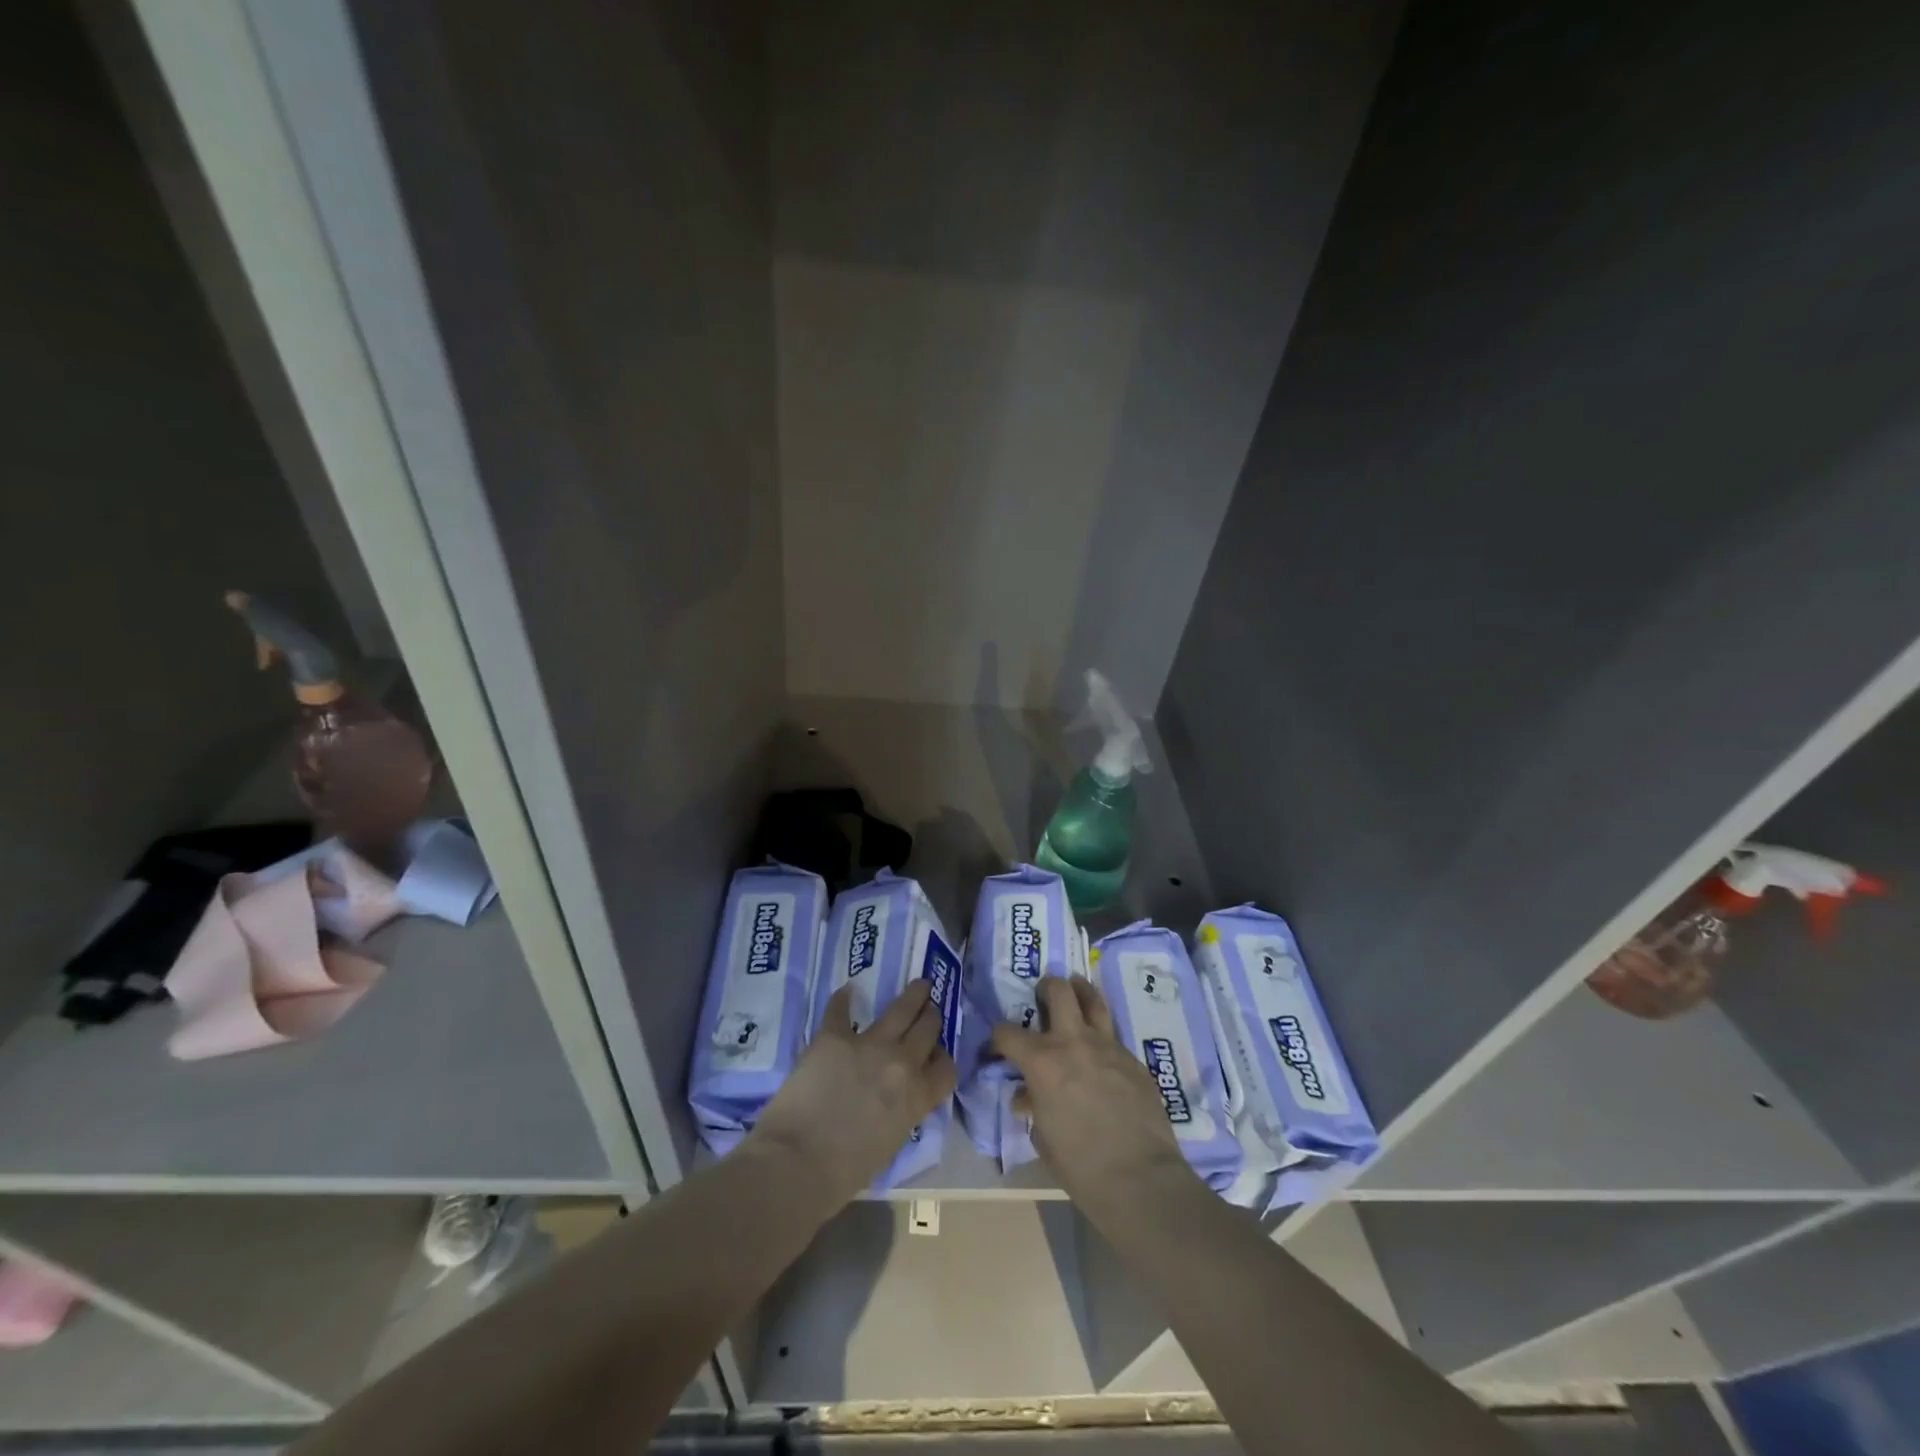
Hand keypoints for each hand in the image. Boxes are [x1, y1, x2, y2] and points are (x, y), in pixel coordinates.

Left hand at [745, 979, 955, 1212]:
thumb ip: (900, 1113)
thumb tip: (894, 1100)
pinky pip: (841, 1010)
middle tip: (930, 1008)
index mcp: (917, 1097)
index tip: (936, 1053)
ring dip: (912, 994)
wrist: (797, 1163)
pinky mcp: (834, 1036)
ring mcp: (869, 1044)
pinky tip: (846, 992)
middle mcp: (901, 1063)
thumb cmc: (843, 1173)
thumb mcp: (889, 1144)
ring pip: (901, 1008)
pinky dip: (843, 1000)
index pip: (946, 1067)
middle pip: (928, 1028)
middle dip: (931, 1016)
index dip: (942, 1057)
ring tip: (918, 984)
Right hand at [992, 976, 1195, 1221]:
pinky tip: (1101, 1054)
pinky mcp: (1133, 1059)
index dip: (996, 1040)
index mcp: (1042, 1062)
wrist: (1140, 1178)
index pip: (1007, 1033)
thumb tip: (1028, 1097)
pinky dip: (1101, 1036)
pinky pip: (1113, 1036)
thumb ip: (1033, 1107)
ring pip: (1093, 999)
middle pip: (1058, 991)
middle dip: (1045, 988)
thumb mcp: (1043, 1137)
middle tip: (1042, 997)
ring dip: (1080, 991)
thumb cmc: (1081, 1166)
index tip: (995, 1050)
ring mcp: (1108, 1046)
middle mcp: (1073, 1042)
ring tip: (1075, 990)